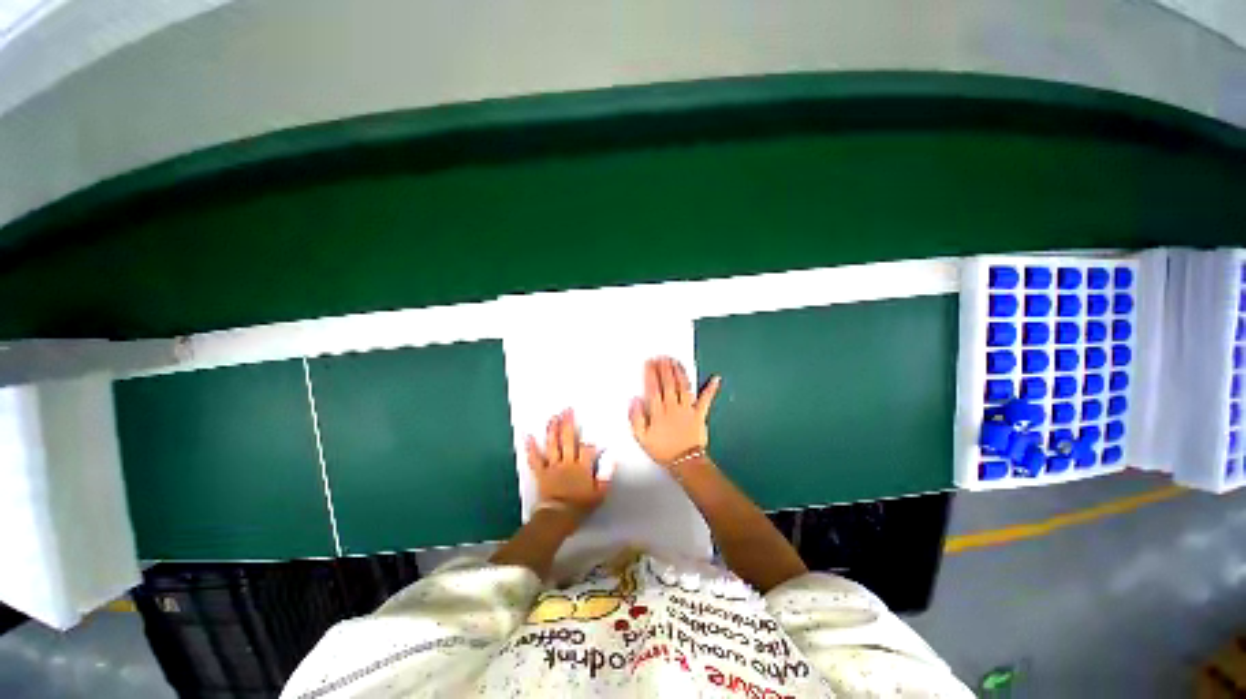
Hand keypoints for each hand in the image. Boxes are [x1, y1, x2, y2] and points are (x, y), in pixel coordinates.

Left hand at [526, 409, 610, 519]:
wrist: (557, 518)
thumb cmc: (579, 507)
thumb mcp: (599, 495)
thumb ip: (606, 477)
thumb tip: (612, 461)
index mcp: (582, 467)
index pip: (588, 449)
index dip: (589, 440)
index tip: (590, 431)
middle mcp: (568, 462)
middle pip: (568, 440)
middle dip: (568, 424)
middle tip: (567, 409)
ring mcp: (553, 466)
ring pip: (553, 445)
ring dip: (553, 430)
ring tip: (553, 417)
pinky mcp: (541, 473)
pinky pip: (535, 459)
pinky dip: (531, 448)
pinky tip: (528, 436)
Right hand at [629, 357, 721, 467]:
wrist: (684, 462)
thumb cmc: (662, 450)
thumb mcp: (642, 438)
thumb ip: (636, 418)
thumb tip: (634, 399)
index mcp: (658, 411)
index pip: (653, 388)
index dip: (651, 374)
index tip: (649, 362)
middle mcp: (673, 406)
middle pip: (668, 383)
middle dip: (665, 368)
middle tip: (662, 356)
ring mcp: (688, 409)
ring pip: (683, 386)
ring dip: (680, 372)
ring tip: (676, 361)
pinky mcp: (700, 413)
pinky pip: (706, 399)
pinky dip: (711, 389)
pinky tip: (715, 378)